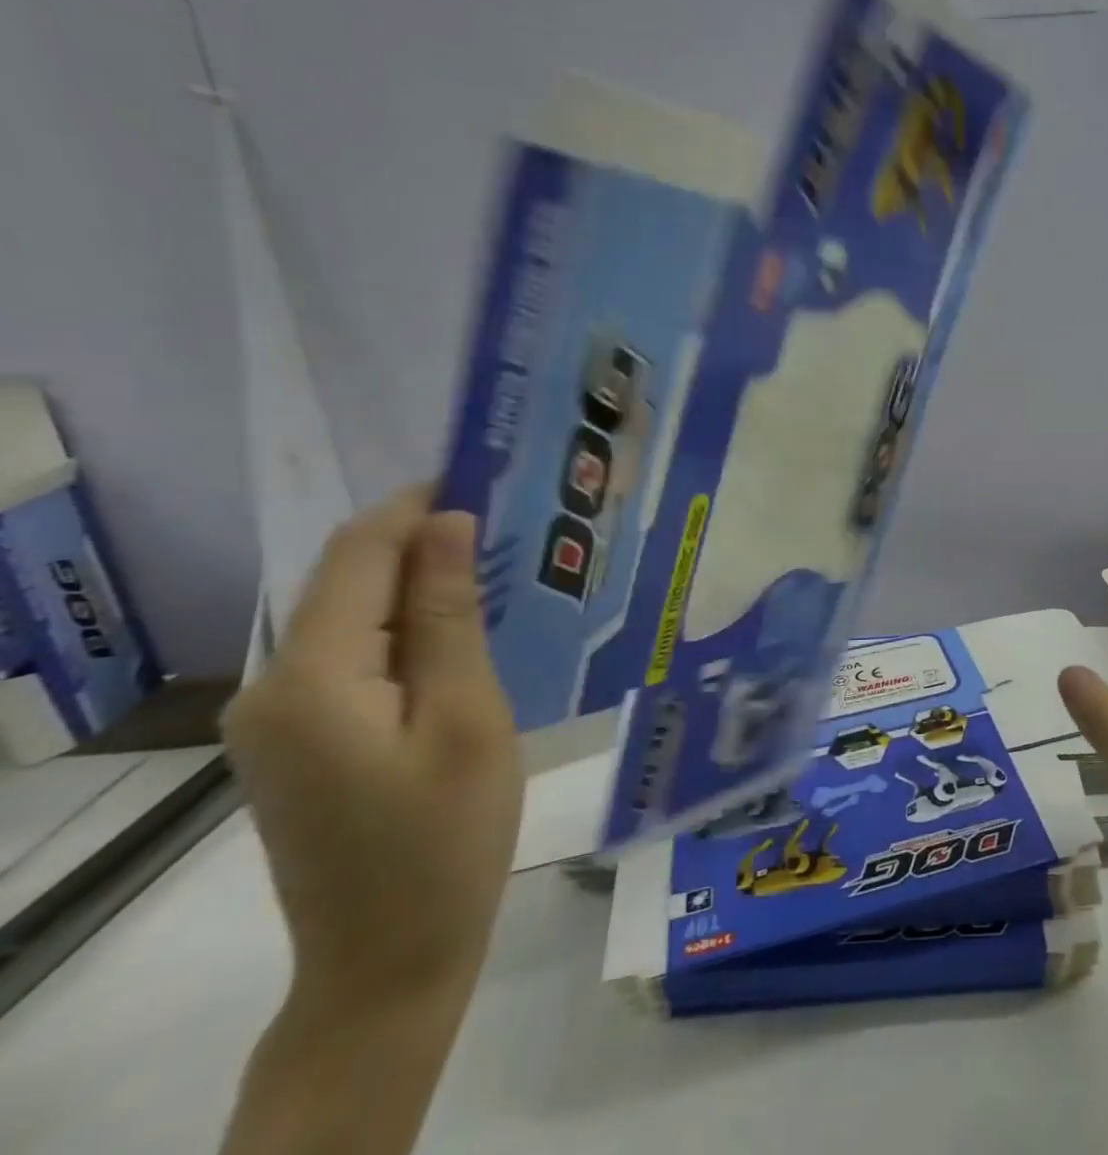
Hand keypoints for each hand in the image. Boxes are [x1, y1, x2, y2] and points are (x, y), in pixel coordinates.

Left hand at [222, 488, 523, 1009]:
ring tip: (501, 559)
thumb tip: (446, 521)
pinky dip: (407, 625)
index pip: (358, 553)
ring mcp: (280, 716)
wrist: (390, 959)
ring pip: (353, 615)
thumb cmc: (446, 835)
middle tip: (513, 515)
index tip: (489, 470)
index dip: (417, 503)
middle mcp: (272, 685)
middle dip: (424, 537)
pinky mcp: (302, 738)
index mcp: (310, 677)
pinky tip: (464, 623)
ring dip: (420, 581)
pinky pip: (355, 654)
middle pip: (348, 580)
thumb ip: (447, 615)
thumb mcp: (466, 716)